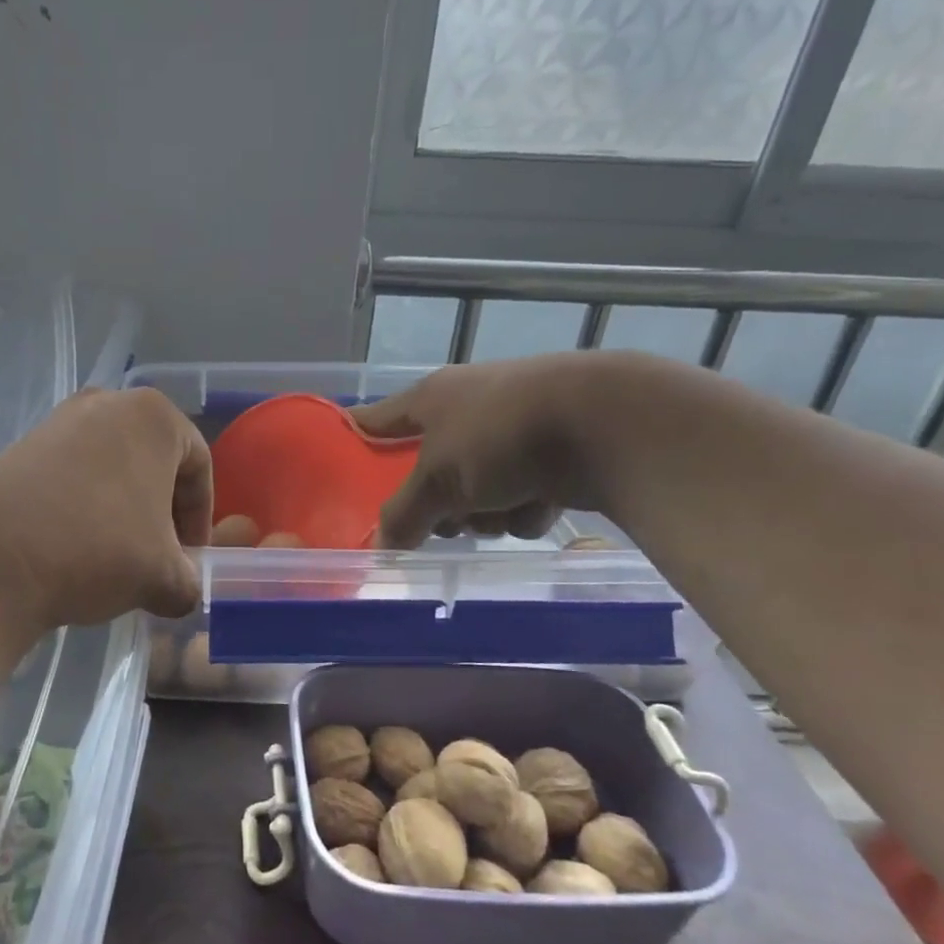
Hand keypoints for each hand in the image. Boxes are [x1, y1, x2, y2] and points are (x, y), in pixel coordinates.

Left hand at [0, 387, 213, 627]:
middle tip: (158, 559)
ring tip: (114, 559)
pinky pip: (72, 475)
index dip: (201, 518)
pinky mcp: (22, 446)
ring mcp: (60, 420)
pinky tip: (72, 548)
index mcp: (155, 416)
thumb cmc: (99, 547)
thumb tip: (180, 590)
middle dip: (161, 513)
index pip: (199, 465)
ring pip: (111, 469)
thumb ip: (189, 582)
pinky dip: (83, 508)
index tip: (191, 558)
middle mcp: (108, 403)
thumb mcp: (164, 577)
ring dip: (123, 512)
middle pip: (154, 463)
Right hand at [352, 355, 599, 549]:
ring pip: (476, 491)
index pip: (374, 421)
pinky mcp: (550, 453)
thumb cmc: (501, 437)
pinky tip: (542, 503)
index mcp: (431, 399)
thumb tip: (380, 544)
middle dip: (439, 503)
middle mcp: (467, 408)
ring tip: (503, 510)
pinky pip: (518, 495)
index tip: (337, 470)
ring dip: (486, 512)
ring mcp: (511, 430)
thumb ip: (404, 514)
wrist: (606, 424)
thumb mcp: (438, 480)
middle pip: (430, 470)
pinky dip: (526, 507)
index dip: (354, 444)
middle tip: (442, 520)